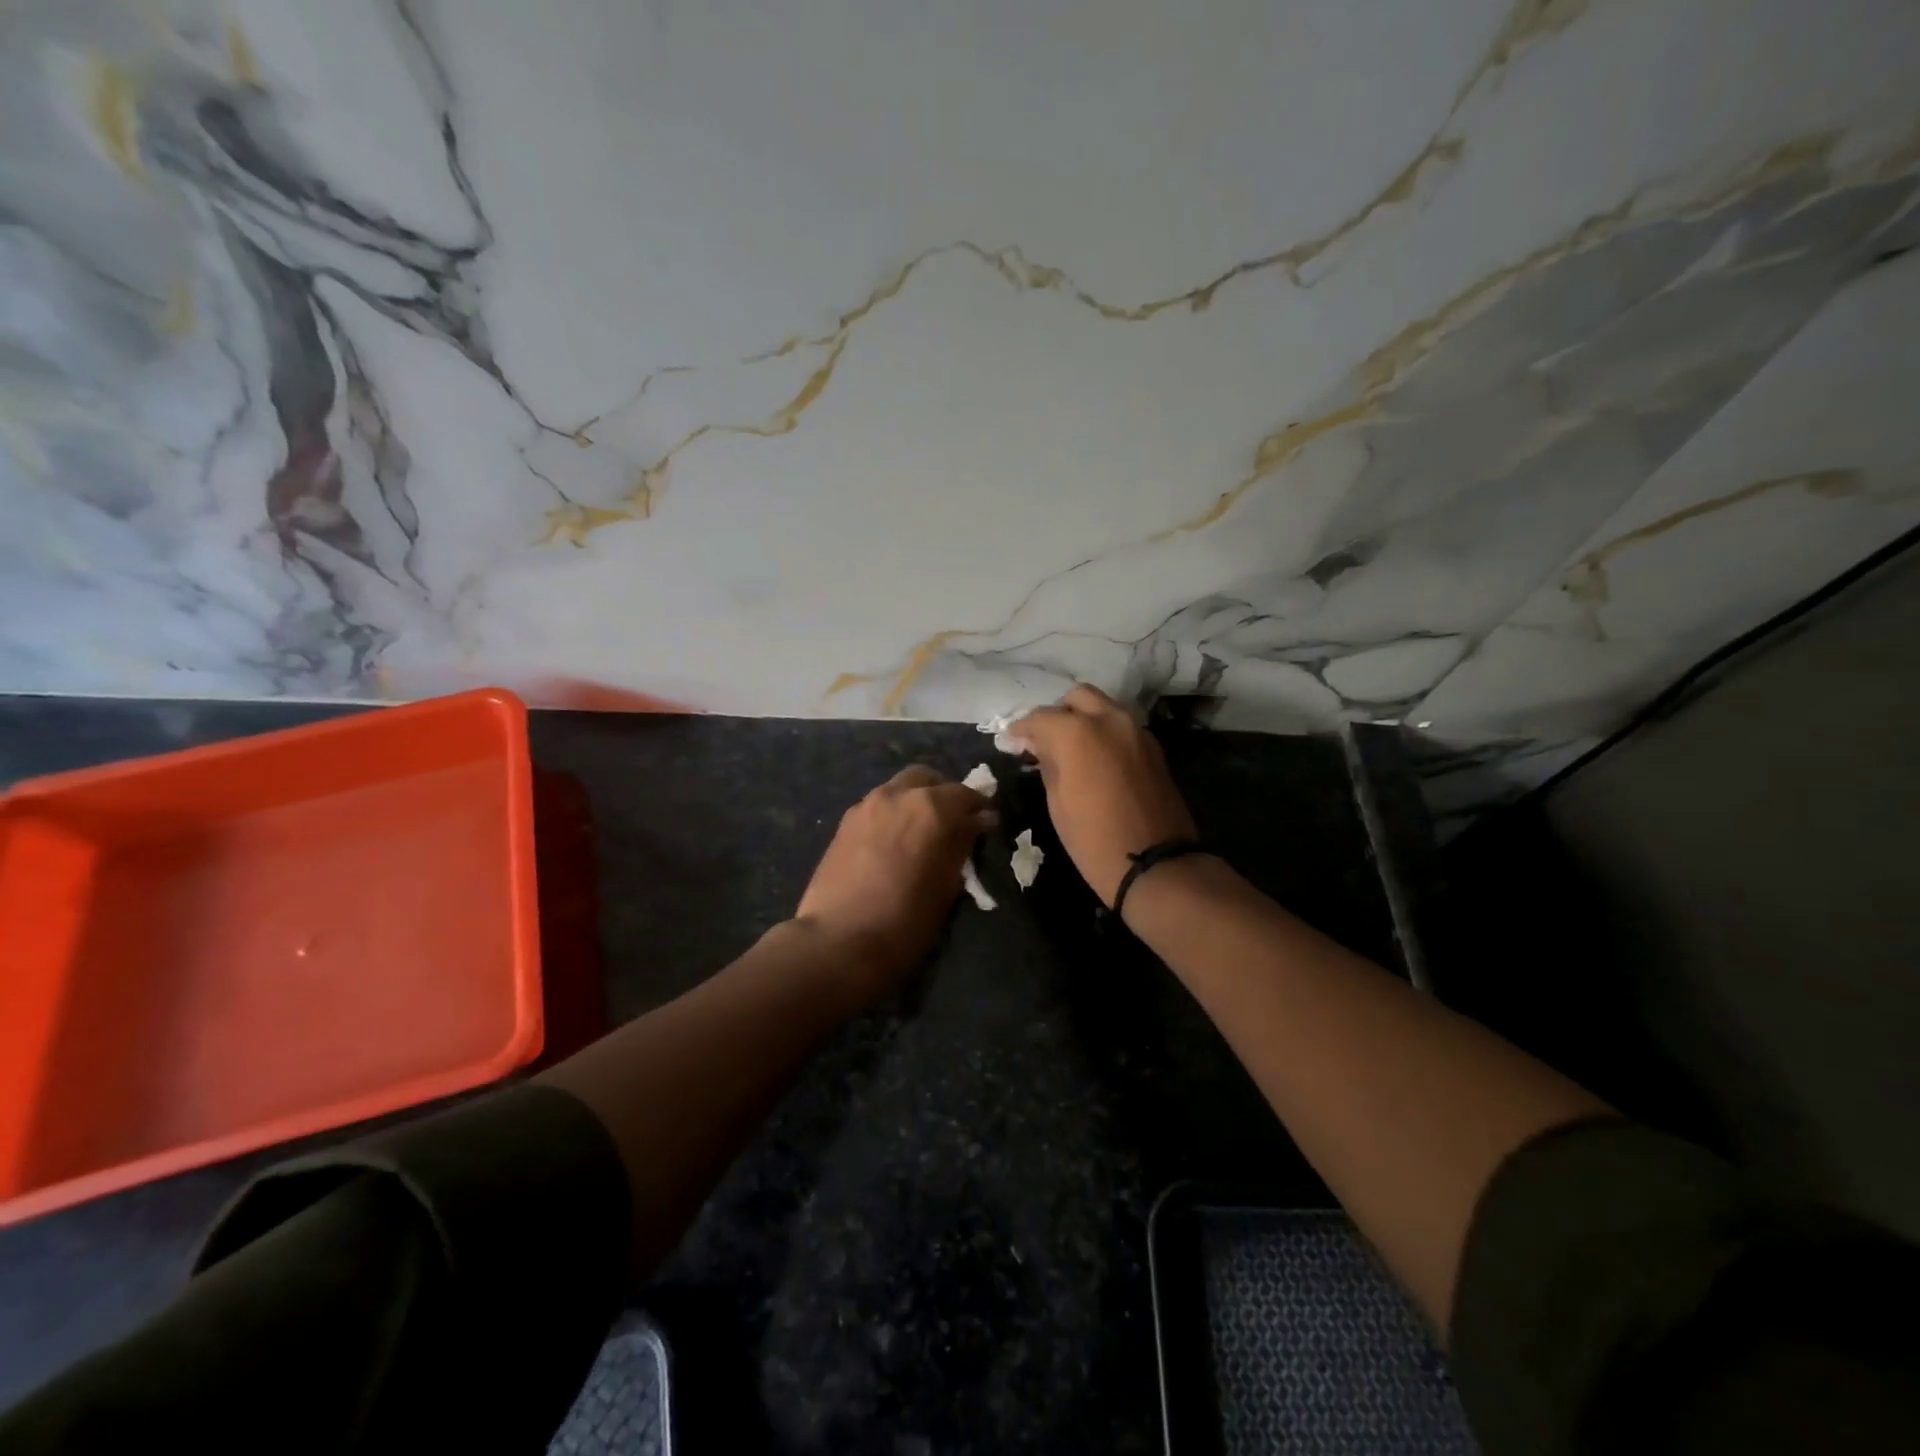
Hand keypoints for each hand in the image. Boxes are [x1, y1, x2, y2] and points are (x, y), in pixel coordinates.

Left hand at [794, 766, 994, 996]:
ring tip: (922, 833)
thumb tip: (978, 821)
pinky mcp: (845, 822)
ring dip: (916, 801)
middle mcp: (897, 795)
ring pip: (899, 788)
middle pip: (927, 779)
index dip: (979, 808)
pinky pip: (878, 806)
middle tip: (953, 822)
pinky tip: (895, 842)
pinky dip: (893, 814)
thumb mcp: (948, 885)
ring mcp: (866, 805)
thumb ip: (963, 844)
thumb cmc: (906, 919)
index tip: (986, 825)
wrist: (838, 941)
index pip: (965, 794)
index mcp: (930, 807)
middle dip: (944, 794)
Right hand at [1005, 684, 1197, 907]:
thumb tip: (1040, 746)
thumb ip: (1048, 763)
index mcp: (1078, 732)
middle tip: (1044, 739)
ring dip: (1084, 719)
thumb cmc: (1094, 839)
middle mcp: (1110, 720)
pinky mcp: (1153, 748)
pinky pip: (1122, 726)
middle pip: (1078, 697)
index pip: (1041, 717)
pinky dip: (1105, 732)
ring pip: (1104, 707)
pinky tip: (1095, 757)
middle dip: (1058, 713)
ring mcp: (1136, 731)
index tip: (1011, 740)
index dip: (1022, 728)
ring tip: (1070, 747)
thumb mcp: (1058, 803)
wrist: (1155, 865)